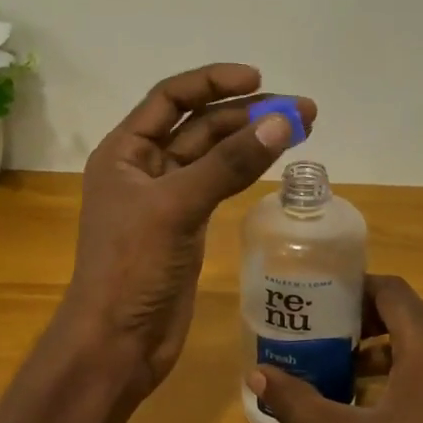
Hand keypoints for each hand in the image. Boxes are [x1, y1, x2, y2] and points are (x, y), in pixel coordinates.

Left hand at [64, 64, 313, 395]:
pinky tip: (274, 160)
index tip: (259, 80)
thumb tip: (281, 122)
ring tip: (304, 127)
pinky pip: (219, 186)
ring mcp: (167, 199)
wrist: (117, 342)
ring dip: (253, 140)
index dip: (212, 82)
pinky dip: (246, 171)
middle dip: (247, 113)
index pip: (170, 98)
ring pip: (213, 156)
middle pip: (199, 125)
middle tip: (303, 110)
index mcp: (124, 152)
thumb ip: (228, 164)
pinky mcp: (186, 227)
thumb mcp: (176, 208)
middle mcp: (143, 168)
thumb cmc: (132, 268)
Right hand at [250, 274, 422, 422]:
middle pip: (407, 315)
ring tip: (342, 370)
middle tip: (321, 335)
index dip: (353, 288)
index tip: (317, 301)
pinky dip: (407, 373)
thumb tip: (257, 375)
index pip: (391, 290)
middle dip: (362, 321)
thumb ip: (299, 403)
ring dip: (384, 350)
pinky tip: (378, 409)